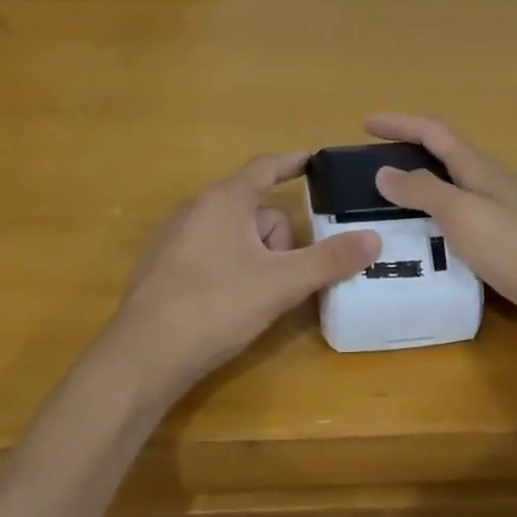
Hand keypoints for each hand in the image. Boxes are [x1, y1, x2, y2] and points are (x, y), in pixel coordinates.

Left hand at [108, 153, 380, 386]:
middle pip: (255, 211)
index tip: (314, 159)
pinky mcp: (161, 267)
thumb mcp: (281, 284)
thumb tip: (374, 238)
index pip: (265, 167)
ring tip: (255, 299)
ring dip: (255, 258)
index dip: (293, 162)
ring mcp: (173, 238)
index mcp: (224, 200)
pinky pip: (210, 253)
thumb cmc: (215, 307)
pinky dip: (229, 268)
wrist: (142, 358)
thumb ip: (329, 260)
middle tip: (283, 278)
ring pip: (233, 235)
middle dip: (278, 240)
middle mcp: (195, 208)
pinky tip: (226, 304)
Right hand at [364, 115, 516, 352]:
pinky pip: (458, 232)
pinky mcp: (504, 253)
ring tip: (382, 213)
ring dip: (417, 199)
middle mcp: (491, 188)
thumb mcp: (462, 213)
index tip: (365, 124)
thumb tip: (385, 171)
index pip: (434, 132)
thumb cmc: (516, 249)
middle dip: (406, 159)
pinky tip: (418, 252)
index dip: (400, 123)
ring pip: (450, 199)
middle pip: (443, 162)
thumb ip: (423, 191)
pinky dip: (433, 232)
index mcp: (480, 170)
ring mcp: (500, 221)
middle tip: (368, 174)